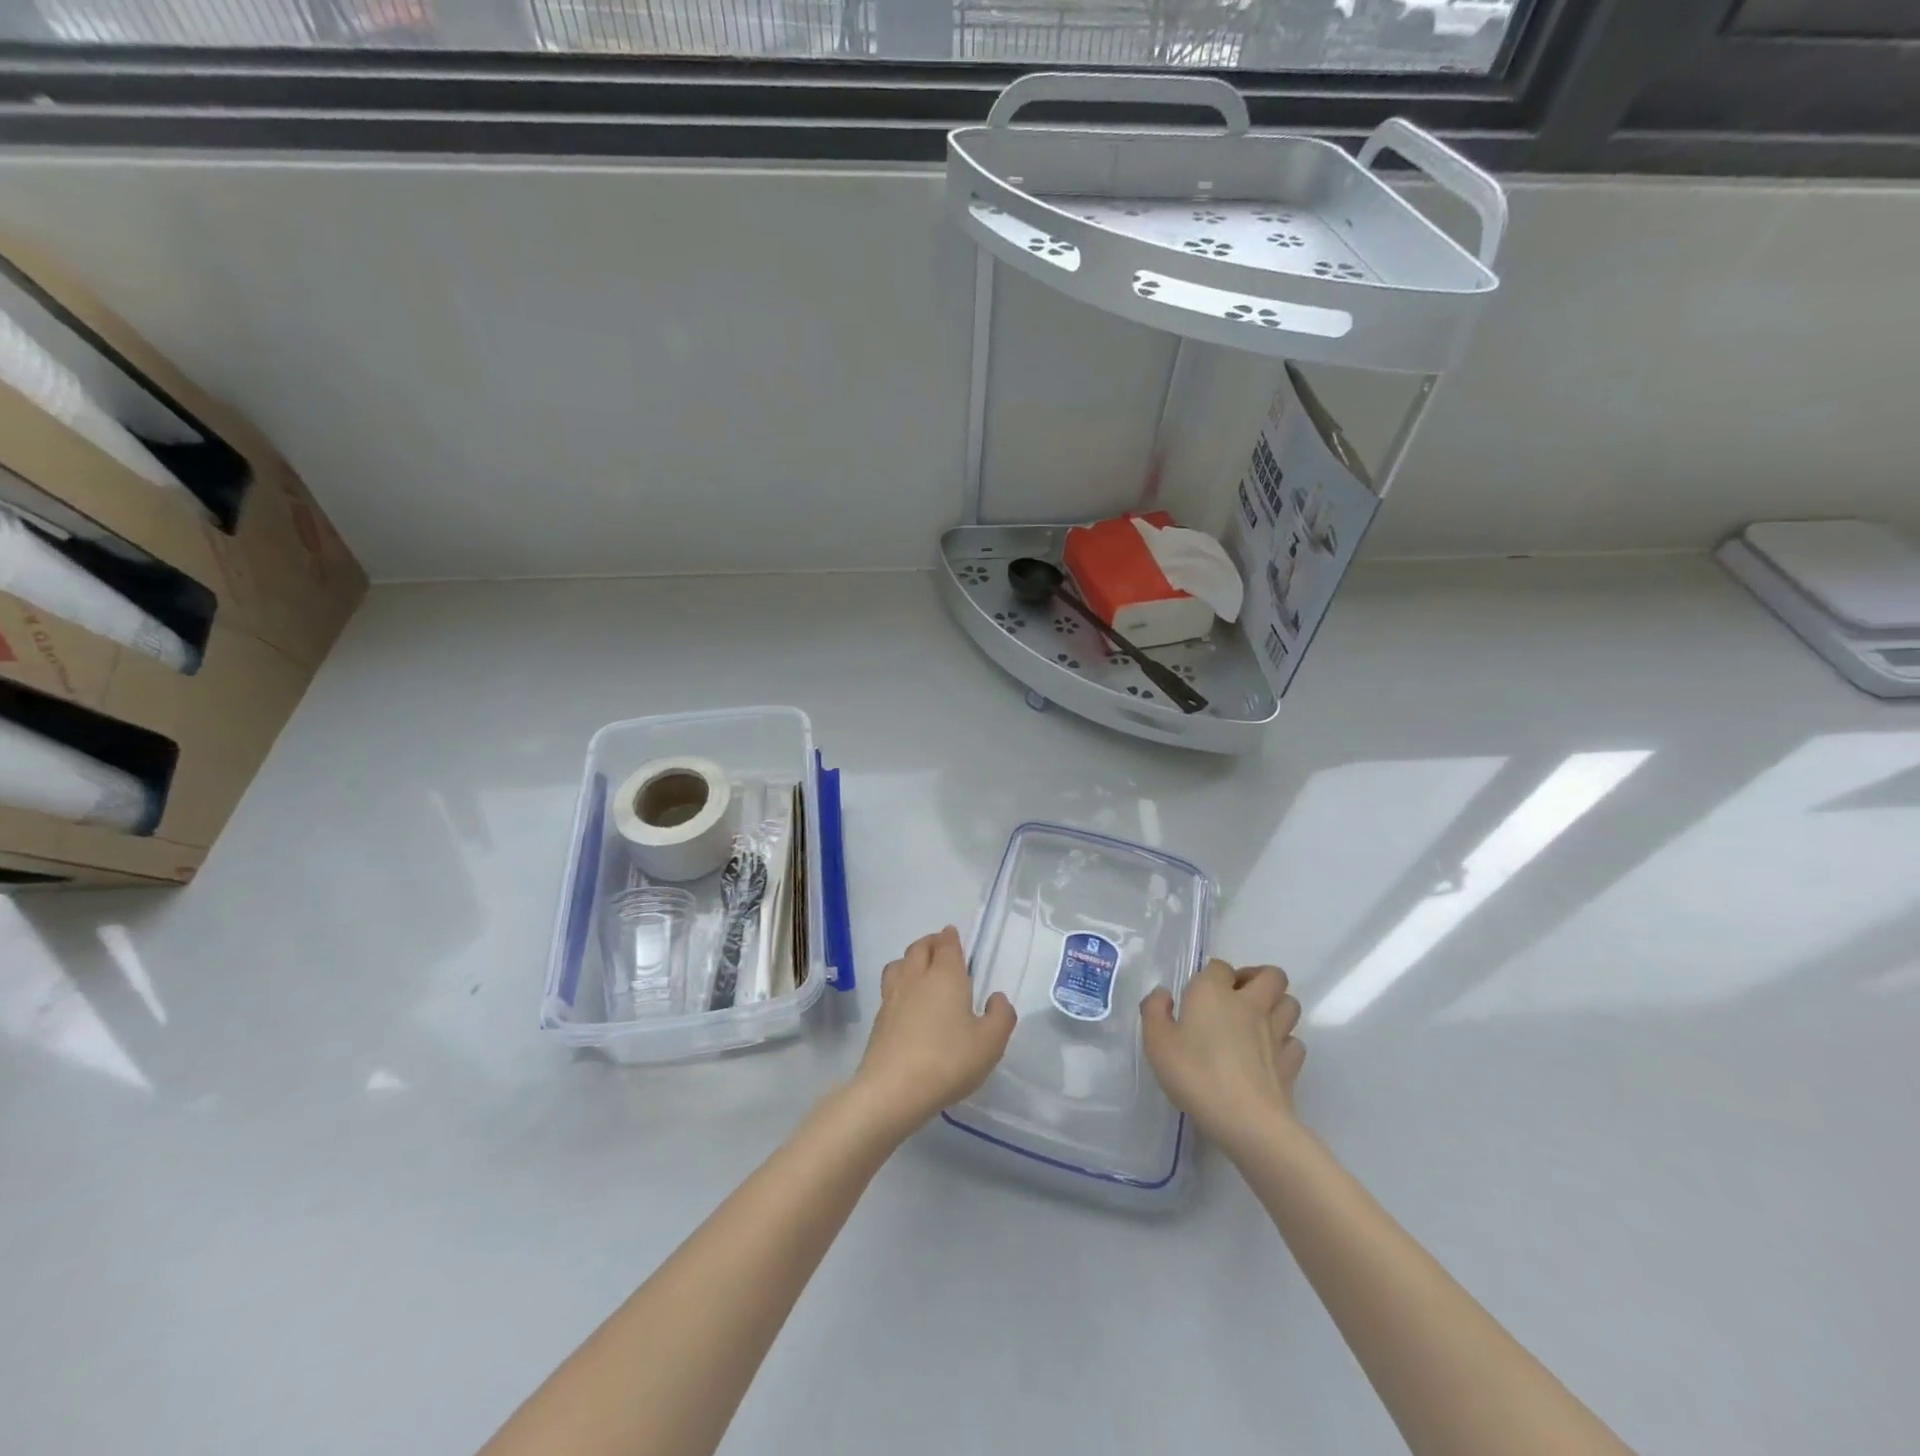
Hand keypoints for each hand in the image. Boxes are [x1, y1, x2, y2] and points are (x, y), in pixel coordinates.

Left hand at [852, 927, 1016, 1134]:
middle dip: (931, 942)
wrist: (892, 1089)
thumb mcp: (990, 1043)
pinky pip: (889, 988)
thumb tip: (996, 998)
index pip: (946, 944)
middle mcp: (916, 977)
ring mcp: (893, 996)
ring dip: (910, 960)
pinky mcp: (879, 1019)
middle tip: (940, 948)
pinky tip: (907, 1002)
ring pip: (899, 964)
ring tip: (920, 970)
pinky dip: (899, 984)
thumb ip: (1001, 1016)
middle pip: (919, 948)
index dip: (950, 937)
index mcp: (945, 975)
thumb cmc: (948, 1060)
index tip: (953, 935)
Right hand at [1142, 959, 1304, 1156]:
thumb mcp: (1157, 1042)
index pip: (1220, 967)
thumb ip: (1154, 1011)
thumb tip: (1164, 995)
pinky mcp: (1290, 1063)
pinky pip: (1294, 1041)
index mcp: (1214, 992)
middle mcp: (1250, 1004)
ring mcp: (1275, 1033)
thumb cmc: (1196, 1074)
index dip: (1211, 976)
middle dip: (1256, 978)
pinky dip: (1284, 1042)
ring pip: (1290, 1003)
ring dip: (1275, 1006)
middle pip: (1271, 975)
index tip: (1197, 997)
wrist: (1246, 1120)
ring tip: (1255, 1021)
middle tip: (1236, 996)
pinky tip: (1268, 1054)